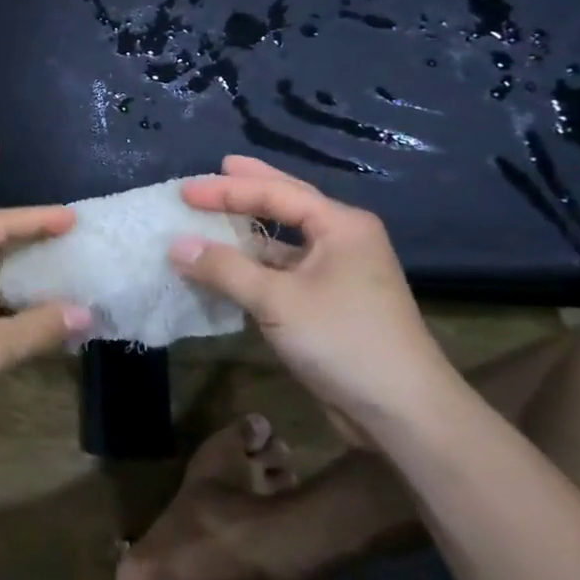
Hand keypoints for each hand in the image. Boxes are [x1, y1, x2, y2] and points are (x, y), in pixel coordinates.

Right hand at [172, 156, 466, 444]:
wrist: (403, 413)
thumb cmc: (343, 340)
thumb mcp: (276, 301)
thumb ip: (224, 268)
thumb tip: (176, 245)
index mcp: (340, 225)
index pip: (276, 193)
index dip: (226, 190)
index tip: (185, 191)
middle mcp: (343, 240)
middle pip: (288, 204)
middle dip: (251, 188)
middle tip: (219, 167)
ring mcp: (339, 273)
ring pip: (286, 241)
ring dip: (250, 231)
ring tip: (215, 216)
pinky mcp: (331, 304)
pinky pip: (285, 271)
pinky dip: (256, 265)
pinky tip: (230, 267)